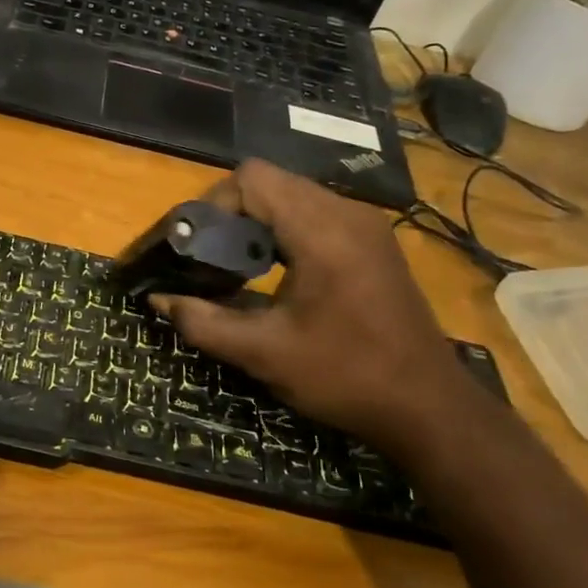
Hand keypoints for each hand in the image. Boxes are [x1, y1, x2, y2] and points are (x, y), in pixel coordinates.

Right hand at [149, 160, 483, 452]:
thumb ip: (203, 321)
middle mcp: (346, 213)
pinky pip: (314, 213)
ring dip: (256, 221)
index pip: (252, 179)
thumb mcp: (264, 354)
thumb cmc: (345, 377)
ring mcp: (365, 225)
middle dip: (230, 213)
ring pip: (292, 195)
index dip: (214, 205)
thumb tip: (158, 300)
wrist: (429, 407)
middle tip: (209, 257)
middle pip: (270, 182)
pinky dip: (282, 230)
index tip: (197, 247)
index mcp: (321, 231)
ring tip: (236, 266)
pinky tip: (273, 272)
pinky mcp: (372, 241)